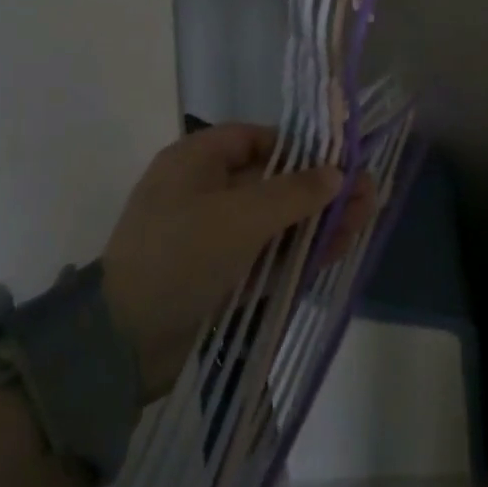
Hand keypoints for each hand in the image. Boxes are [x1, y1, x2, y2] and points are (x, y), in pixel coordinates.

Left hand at [101, 124, 373, 397]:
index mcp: (196, 161)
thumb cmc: (181, 256)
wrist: (120, 347)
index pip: (256, 139)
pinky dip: (300, 251)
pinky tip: (339, 248)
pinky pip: (266, 254)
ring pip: (275, 220)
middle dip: (321, 188)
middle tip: (367, 194)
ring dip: (318, 220)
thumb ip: (295, 192)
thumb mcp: (242, 217)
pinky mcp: (218, 276)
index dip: (301, 146)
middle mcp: (204, 192)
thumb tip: (338, 173)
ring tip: (365, 219)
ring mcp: (211, 237)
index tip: (340, 158)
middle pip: (274, 181)